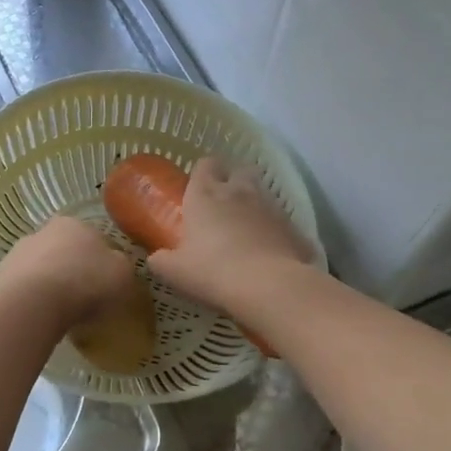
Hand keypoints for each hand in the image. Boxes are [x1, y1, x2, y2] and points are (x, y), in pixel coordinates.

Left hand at [0, 215, 138, 328]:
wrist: (34, 303)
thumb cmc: (86, 282)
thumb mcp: (123, 274)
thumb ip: (122, 266)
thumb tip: (116, 265)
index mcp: (73, 223)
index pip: (91, 238)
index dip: (100, 260)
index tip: (105, 282)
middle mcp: (42, 231)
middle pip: (64, 251)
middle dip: (72, 270)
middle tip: (84, 297)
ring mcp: (17, 254)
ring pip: (41, 269)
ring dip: (50, 285)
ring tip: (63, 312)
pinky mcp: (0, 278)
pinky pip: (25, 289)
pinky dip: (34, 300)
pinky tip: (43, 317)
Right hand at [148, 158, 313, 317]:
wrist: (268, 286)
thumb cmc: (212, 271)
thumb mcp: (175, 271)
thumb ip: (162, 260)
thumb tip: (156, 258)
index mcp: (206, 195)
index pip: (205, 164)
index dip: (202, 173)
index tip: (197, 188)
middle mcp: (240, 191)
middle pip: (240, 169)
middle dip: (233, 180)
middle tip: (224, 203)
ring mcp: (271, 207)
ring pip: (263, 193)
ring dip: (255, 205)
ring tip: (246, 230)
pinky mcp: (294, 227)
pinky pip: (282, 223)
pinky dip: (275, 232)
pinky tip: (269, 252)